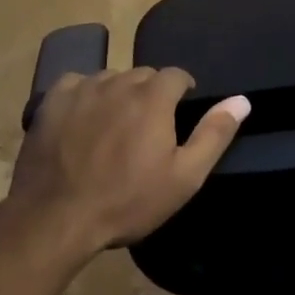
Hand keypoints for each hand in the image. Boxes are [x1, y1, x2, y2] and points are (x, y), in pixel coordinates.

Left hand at [7, 68, 248, 254]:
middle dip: (151, 93)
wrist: (55, 219)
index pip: (176, 75)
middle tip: (147, 127)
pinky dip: (84, 95)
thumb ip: (214, 134)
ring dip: (118, 94)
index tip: (179, 112)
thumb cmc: (127, 201)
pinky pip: (77, 84)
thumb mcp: (183, 177)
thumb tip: (242, 100)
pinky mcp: (52, 100)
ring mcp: (82, 88)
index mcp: (153, 97)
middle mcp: (119, 82)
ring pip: (111, 78)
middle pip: (143, 75)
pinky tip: (82, 120)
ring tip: (114, 125)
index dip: (182, 91)